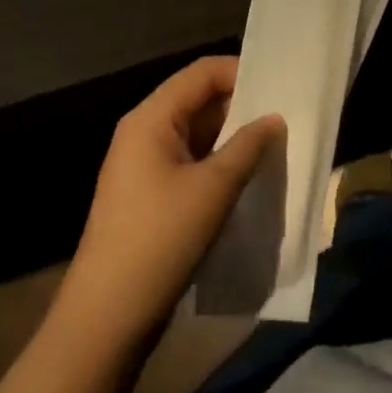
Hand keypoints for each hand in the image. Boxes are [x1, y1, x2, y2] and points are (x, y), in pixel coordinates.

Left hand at [57, 57, 282, 343]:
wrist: (106, 320)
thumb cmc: (159, 241)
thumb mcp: (213, 189)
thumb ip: (248, 146)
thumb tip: (274, 118)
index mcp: (151, 119)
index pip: (202, 72)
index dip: (242, 73)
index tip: (281, 88)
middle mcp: (144, 132)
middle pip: (199, 99)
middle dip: (242, 106)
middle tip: (286, 116)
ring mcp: (144, 165)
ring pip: (197, 133)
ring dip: (233, 137)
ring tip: (274, 145)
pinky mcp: (149, 195)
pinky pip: (191, 161)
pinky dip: (219, 162)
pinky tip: (247, 176)